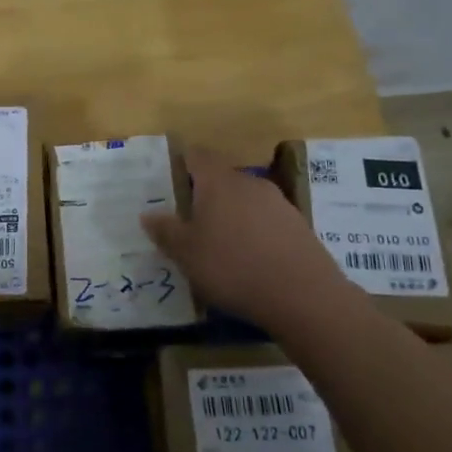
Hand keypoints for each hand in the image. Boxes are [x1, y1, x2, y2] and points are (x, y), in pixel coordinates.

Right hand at [141, 146, 347, 322]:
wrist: (302, 294)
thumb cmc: (232, 267)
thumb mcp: (186, 254)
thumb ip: (165, 231)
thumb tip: (148, 214)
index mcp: (218, 182)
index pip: (197, 156)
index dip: (182, 163)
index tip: (169, 180)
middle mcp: (249, 183)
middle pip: (221, 179)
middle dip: (204, 195)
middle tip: (188, 221)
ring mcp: (278, 202)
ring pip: (245, 200)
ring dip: (230, 214)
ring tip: (218, 244)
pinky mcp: (298, 225)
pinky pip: (265, 220)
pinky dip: (252, 231)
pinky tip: (248, 258)